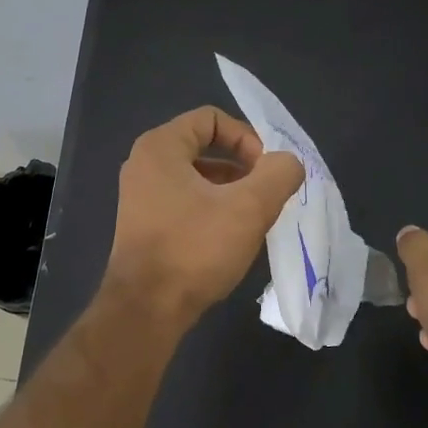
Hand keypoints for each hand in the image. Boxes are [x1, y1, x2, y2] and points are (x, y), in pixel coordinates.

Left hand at [104, 107, 305, 327]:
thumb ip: (278, 174)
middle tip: (266, 195)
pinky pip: (185, 202)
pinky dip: (211, 210)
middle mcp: (144, 164)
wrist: (146, 309)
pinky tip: (231, 237)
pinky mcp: (144, 225)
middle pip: (204, 147)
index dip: (246, 138)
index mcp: (160, 147)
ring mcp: (140, 196)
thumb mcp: (248, 208)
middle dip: (242, 167)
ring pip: (197, 178)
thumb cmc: (194, 249)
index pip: (211, 119)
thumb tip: (288, 163)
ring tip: (254, 218)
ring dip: (230, 191)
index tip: (266, 170)